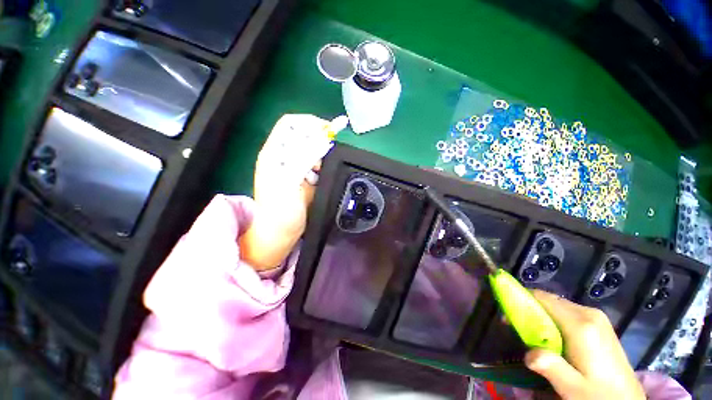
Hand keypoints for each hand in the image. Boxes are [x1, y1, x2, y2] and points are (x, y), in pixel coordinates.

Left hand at [239, 114, 346, 270]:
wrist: (279, 233)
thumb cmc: (280, 211)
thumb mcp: (289, 182)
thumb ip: (304, 159)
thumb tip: (322, 140)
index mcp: (274, 153)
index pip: (291, 125)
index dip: (309, 123)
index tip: (328, 131)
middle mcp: (283, 157)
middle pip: (303, 135)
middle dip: (318, 140)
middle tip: (326, 153)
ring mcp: (294, 167)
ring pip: (311, 150)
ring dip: (320, 155)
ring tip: (319, 170)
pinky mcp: (303, 178)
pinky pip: (316, 164)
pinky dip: (321, 167)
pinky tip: (318, 178)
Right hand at [524, 290, 645, 399]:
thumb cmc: (599, 396)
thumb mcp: (574, 389)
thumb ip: (551, 368)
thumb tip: (528, 354)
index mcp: (582, 325)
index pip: (543, 298)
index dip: (521, 301)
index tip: (507, 316)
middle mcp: (589, 314)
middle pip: (550, 300)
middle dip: (530, 309)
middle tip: (517, 327)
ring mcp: (596, 317)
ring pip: (558, 305)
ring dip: (541, 315)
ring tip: (534, 335)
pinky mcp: (598, 323)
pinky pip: (567, 312)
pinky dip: (553, 319)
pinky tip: (553, 337)